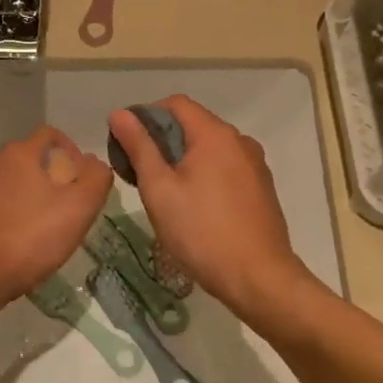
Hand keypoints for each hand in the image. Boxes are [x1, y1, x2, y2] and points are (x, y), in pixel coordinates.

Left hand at [0, 126, 112, 305]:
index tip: (85, 183)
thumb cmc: (28, 238)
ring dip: (39, 198)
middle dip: (58, 178)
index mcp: (18, 152)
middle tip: (74, 209)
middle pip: (36, 159)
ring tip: (53, 228)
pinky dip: (19, 213)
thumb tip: (94, 163)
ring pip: (19, 182)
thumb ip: (96, 178)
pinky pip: (3, 203)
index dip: (75, 153)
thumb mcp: (78, 208)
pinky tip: (28, 241)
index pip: (52, 135)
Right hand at [107, 96, 310, 317]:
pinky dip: (204, 175)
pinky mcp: (261, 189)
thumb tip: (120, 113)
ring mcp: (255, 165)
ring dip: (183, 160)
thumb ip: (140, 147)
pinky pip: (226, 168)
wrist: (259, 279)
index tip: (127, 144)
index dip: (146, 115)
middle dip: (162, 140)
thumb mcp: (159, 190)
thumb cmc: (201, 232)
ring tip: (163, 193)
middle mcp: (239, 141)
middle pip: (194, 125)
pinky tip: (193, 207)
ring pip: (210, 149)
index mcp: (215, 134)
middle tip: (138, 173)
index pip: (176, 104)